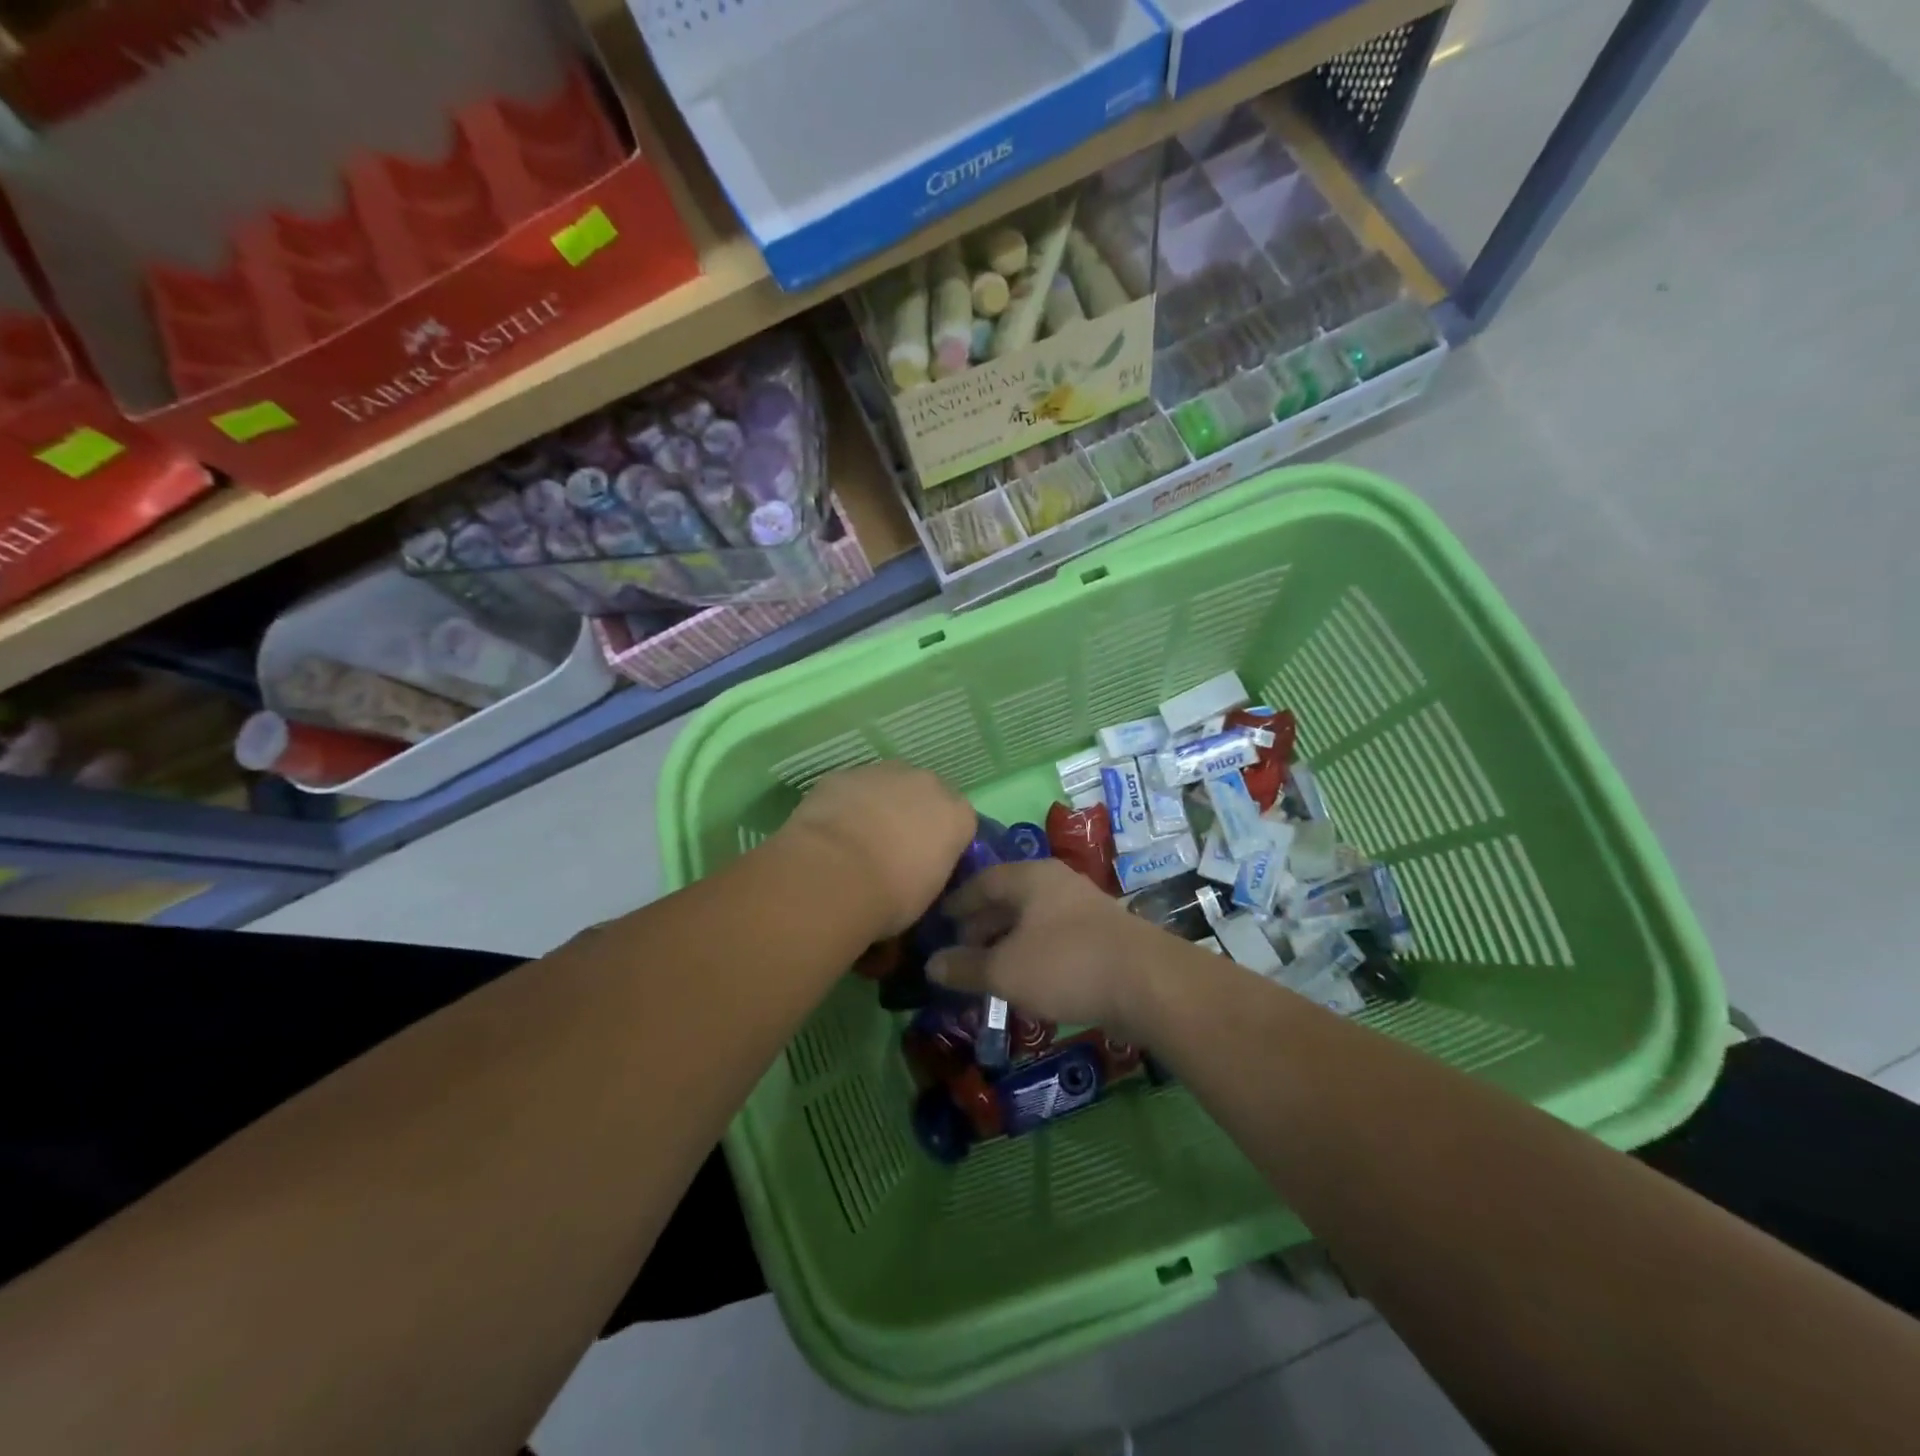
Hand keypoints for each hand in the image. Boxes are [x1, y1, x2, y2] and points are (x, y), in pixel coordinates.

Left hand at [776, 761, 977, 937]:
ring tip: (857, 840)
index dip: (942, 841)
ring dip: (879, 805)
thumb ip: (931, 868)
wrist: (832, 875)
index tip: (927, 863)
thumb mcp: (927, 894)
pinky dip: (846, 804)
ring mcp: (884, 773)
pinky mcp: (844, 773)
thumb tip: (917, 869)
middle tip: (892, 848)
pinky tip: (830, 832)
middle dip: (913, 814)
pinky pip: (852, 788)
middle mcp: (927, 783)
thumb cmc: (891, 896)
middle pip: (926, 795)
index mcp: (957, 815)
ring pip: (887, 785)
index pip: (960, 822)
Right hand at [926, 860, 1174, 1038]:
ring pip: (1033, 919)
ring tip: (988, 968)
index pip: (983, 880)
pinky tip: (1026, 979)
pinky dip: (1032, 953)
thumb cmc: (1066, 964)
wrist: (1148, 983)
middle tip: (960, 948)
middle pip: (1009, 898)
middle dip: (982, 924)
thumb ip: (966, 967)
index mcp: (1030, 878)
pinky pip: (1054, 937)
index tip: (940, 919)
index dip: (958, 901)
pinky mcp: (1102, 934)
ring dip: (1007, 941)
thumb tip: (931, 965)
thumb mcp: (1005, 970)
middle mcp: (1056, 883)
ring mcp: (1083, 907)